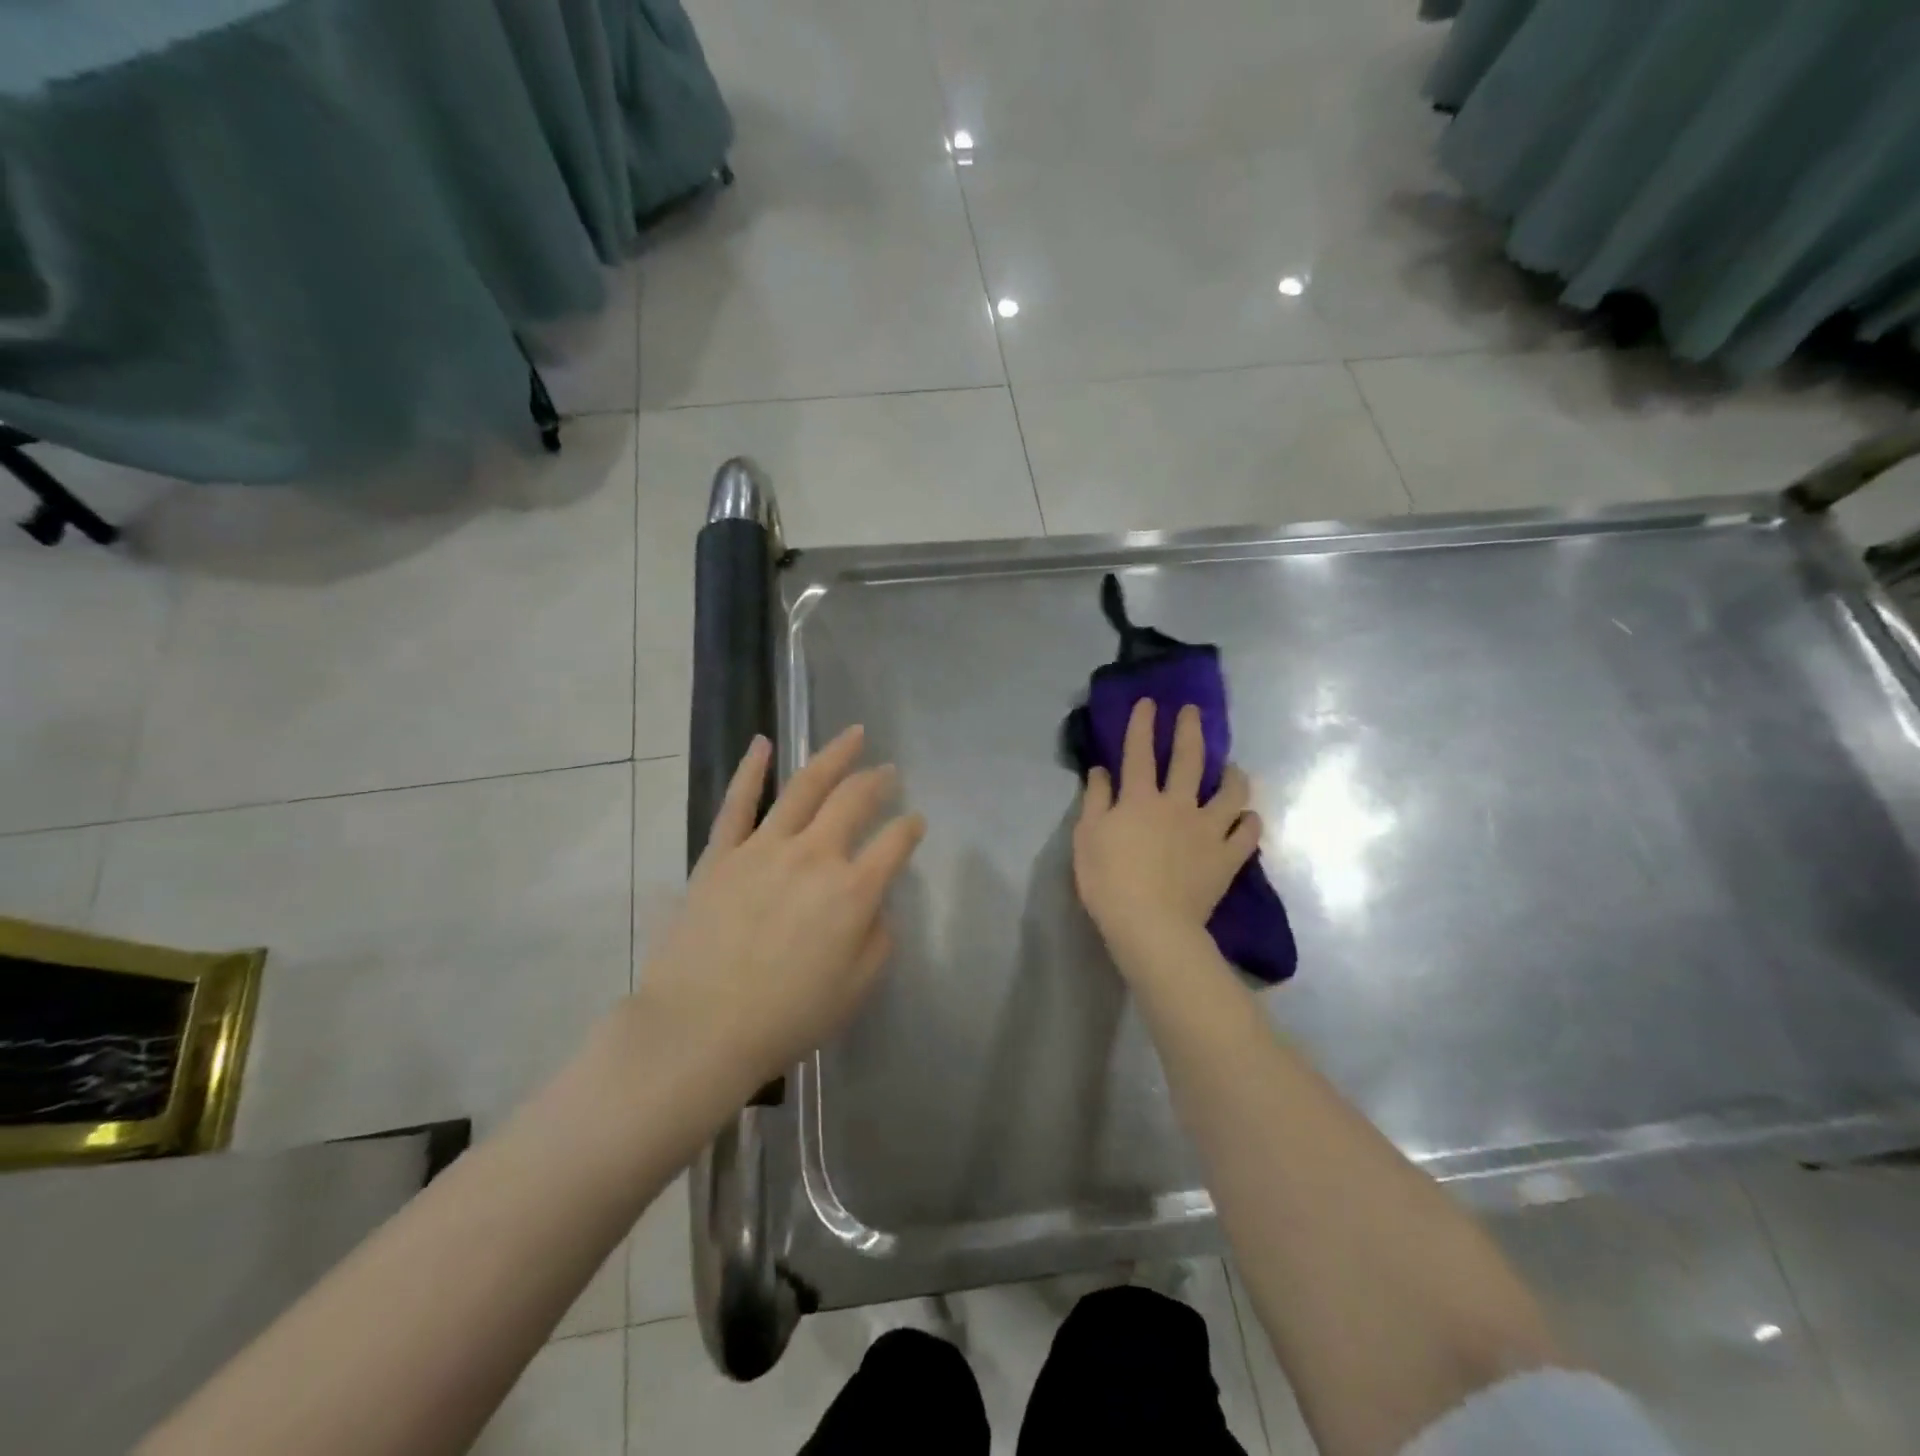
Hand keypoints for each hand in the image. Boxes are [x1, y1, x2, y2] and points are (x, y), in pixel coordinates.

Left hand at [638, 726, 924, 1093]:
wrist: (701, 1029)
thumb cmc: (787, 1017)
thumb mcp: (856, 989)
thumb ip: (879, 939)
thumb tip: (876, 905)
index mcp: (853, 890)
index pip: (895, 843)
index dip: (910, 828)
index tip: (915, 822)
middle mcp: (814, 855)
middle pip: (854, 801)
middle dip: (878, 781)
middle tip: (889, 770)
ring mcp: (764, 847)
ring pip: (805, 787)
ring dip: (833, 756)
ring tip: (853, 734)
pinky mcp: (722, 853)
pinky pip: (737, 803)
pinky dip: (750, 769)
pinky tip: (763, 742)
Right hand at [1073, 700, 1260, 974]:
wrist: (1150, 925)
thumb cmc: (1109, 882)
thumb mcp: (1087, 838)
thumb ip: (1096, 801)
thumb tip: (1101, 771)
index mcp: (1139, 799)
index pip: (1139, 752)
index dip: (1143, 724)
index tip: (1149, 702)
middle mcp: (1177, 804)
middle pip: (1188, 759)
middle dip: (1190, 730)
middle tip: (1193, 712)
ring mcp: (1207, 829)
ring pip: (1230, 792)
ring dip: (1232, 775)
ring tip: (1232, 768)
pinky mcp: (1227, 856)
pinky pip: (1247, 832)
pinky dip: (1248, 821)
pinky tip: (1247, 817)